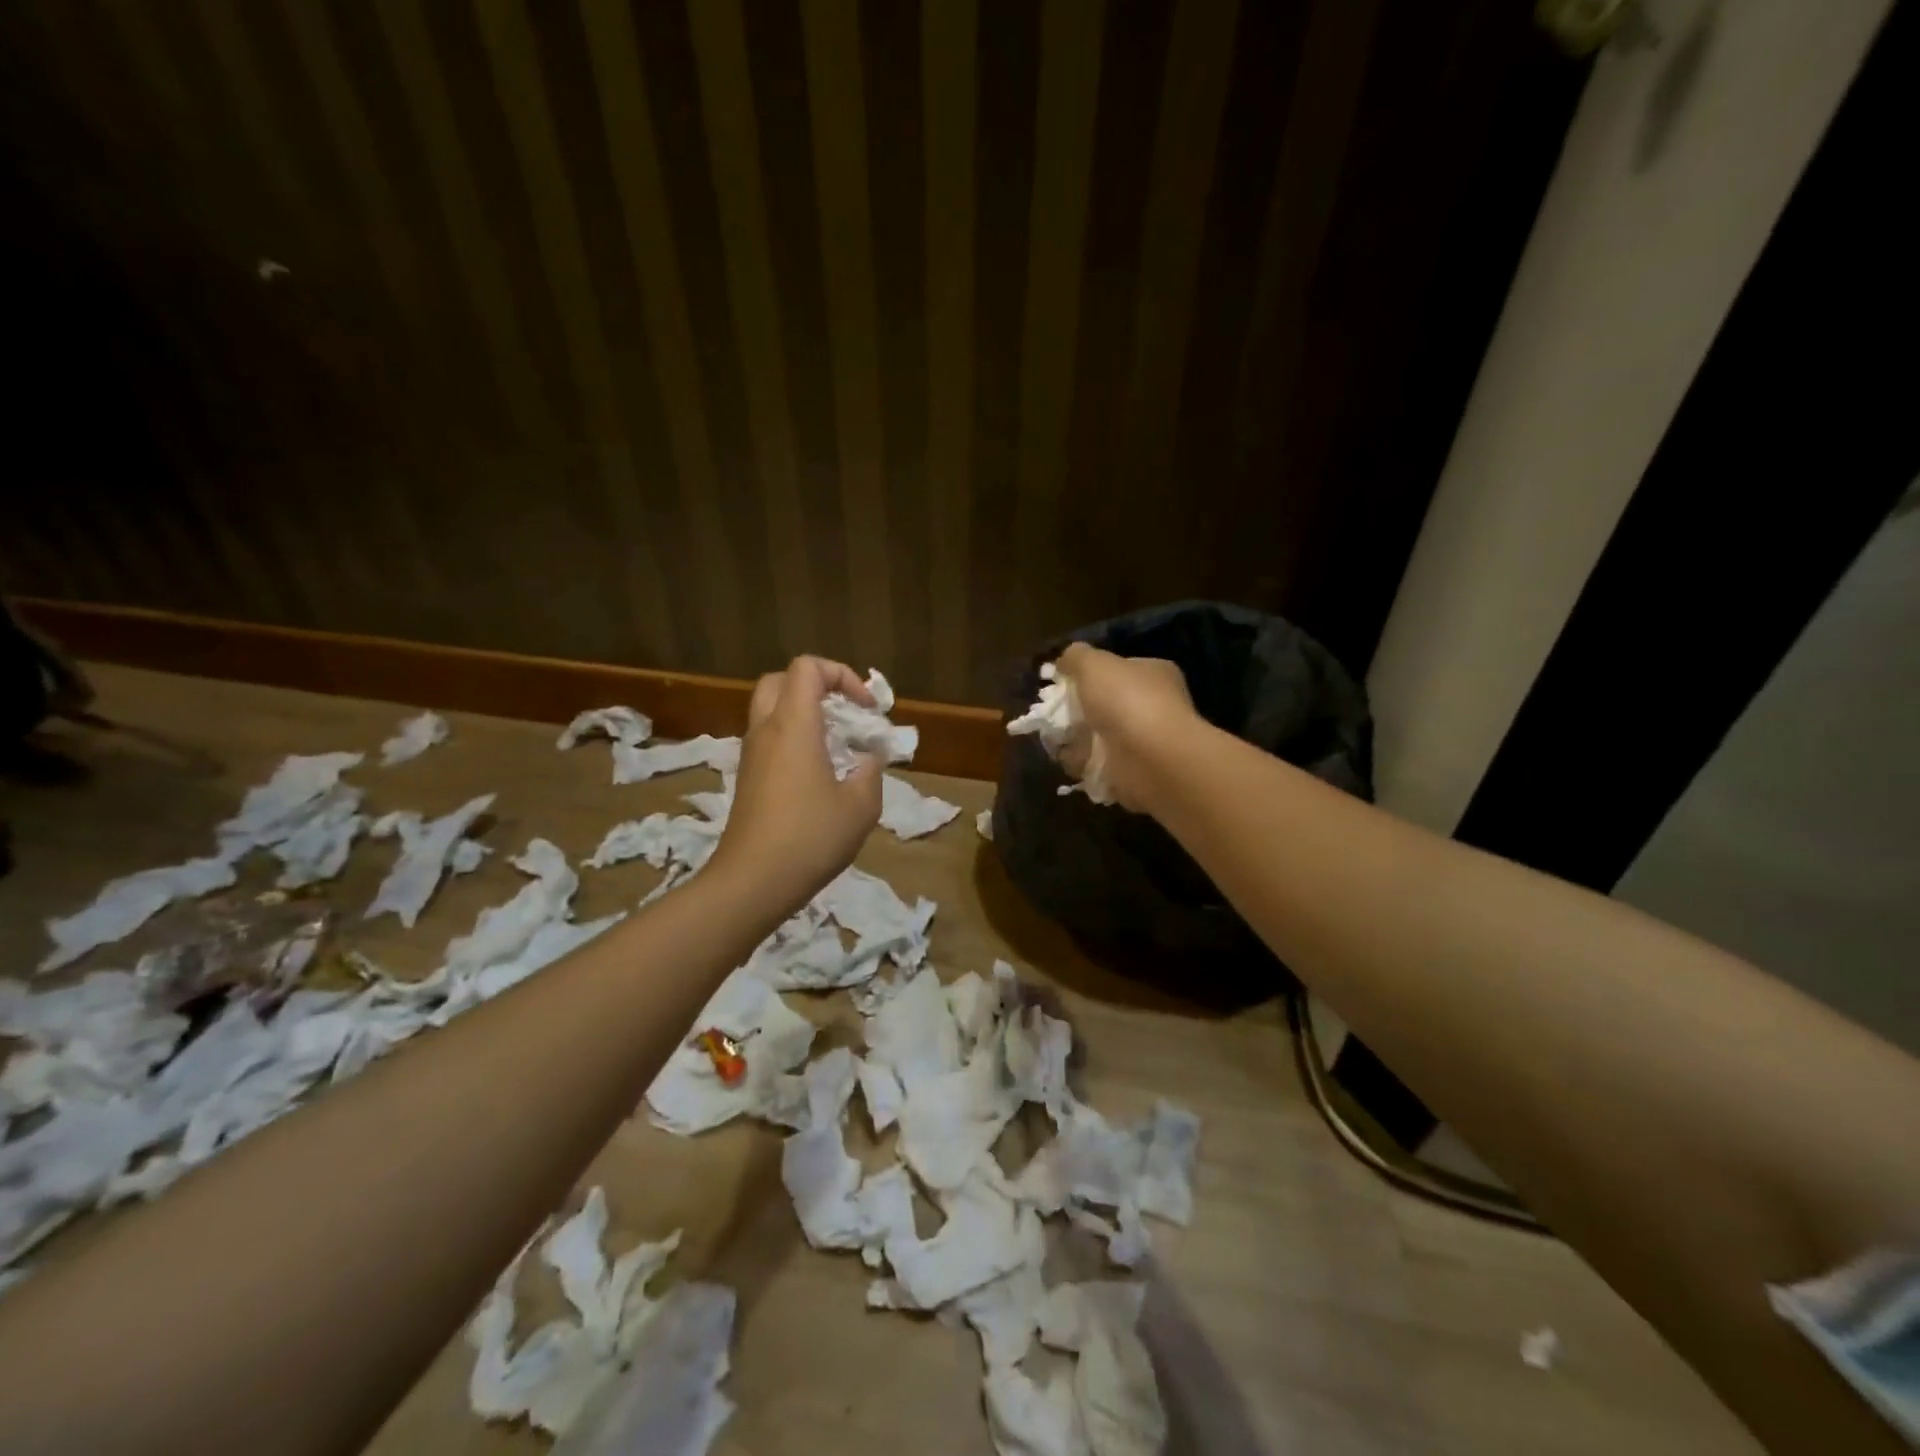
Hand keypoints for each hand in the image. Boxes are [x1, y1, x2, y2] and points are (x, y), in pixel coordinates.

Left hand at [708, 656, 882, 912]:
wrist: (752, 882)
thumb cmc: (810, 838)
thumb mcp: (860, 807)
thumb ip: (871, 772)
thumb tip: (869, 758)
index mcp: (794, 726)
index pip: (808, 668)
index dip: (842, 675)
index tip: (866, 709)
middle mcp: (766, 730)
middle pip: (782, 680)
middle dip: (817, 686)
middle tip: (844, 712)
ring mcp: (751, 754)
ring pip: (771, 709)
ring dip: (803, 713)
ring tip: (835, 743)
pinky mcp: (747, 778)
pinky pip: (768, 738)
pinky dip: (792, 737)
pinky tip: (817, 771)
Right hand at [1054, 644, 1197, 812]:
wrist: (1151, 759)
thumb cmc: (1126, 701)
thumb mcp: (1093, 664)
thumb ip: (1076, 657)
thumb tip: (1064, 661)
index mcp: (1154, 674)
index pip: (1119, 669)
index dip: (1089, 673)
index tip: (1063, 682)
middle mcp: (1154, 705)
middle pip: (1106, 704)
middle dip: (1078, 710)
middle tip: (1054, 714)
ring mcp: (1145, 741)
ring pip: (1100, 737)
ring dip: (1076, 740)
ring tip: (1055, 739)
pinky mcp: (1134, 772)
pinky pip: (1099, 765)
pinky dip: (1082, 764)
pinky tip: (1069, 760)